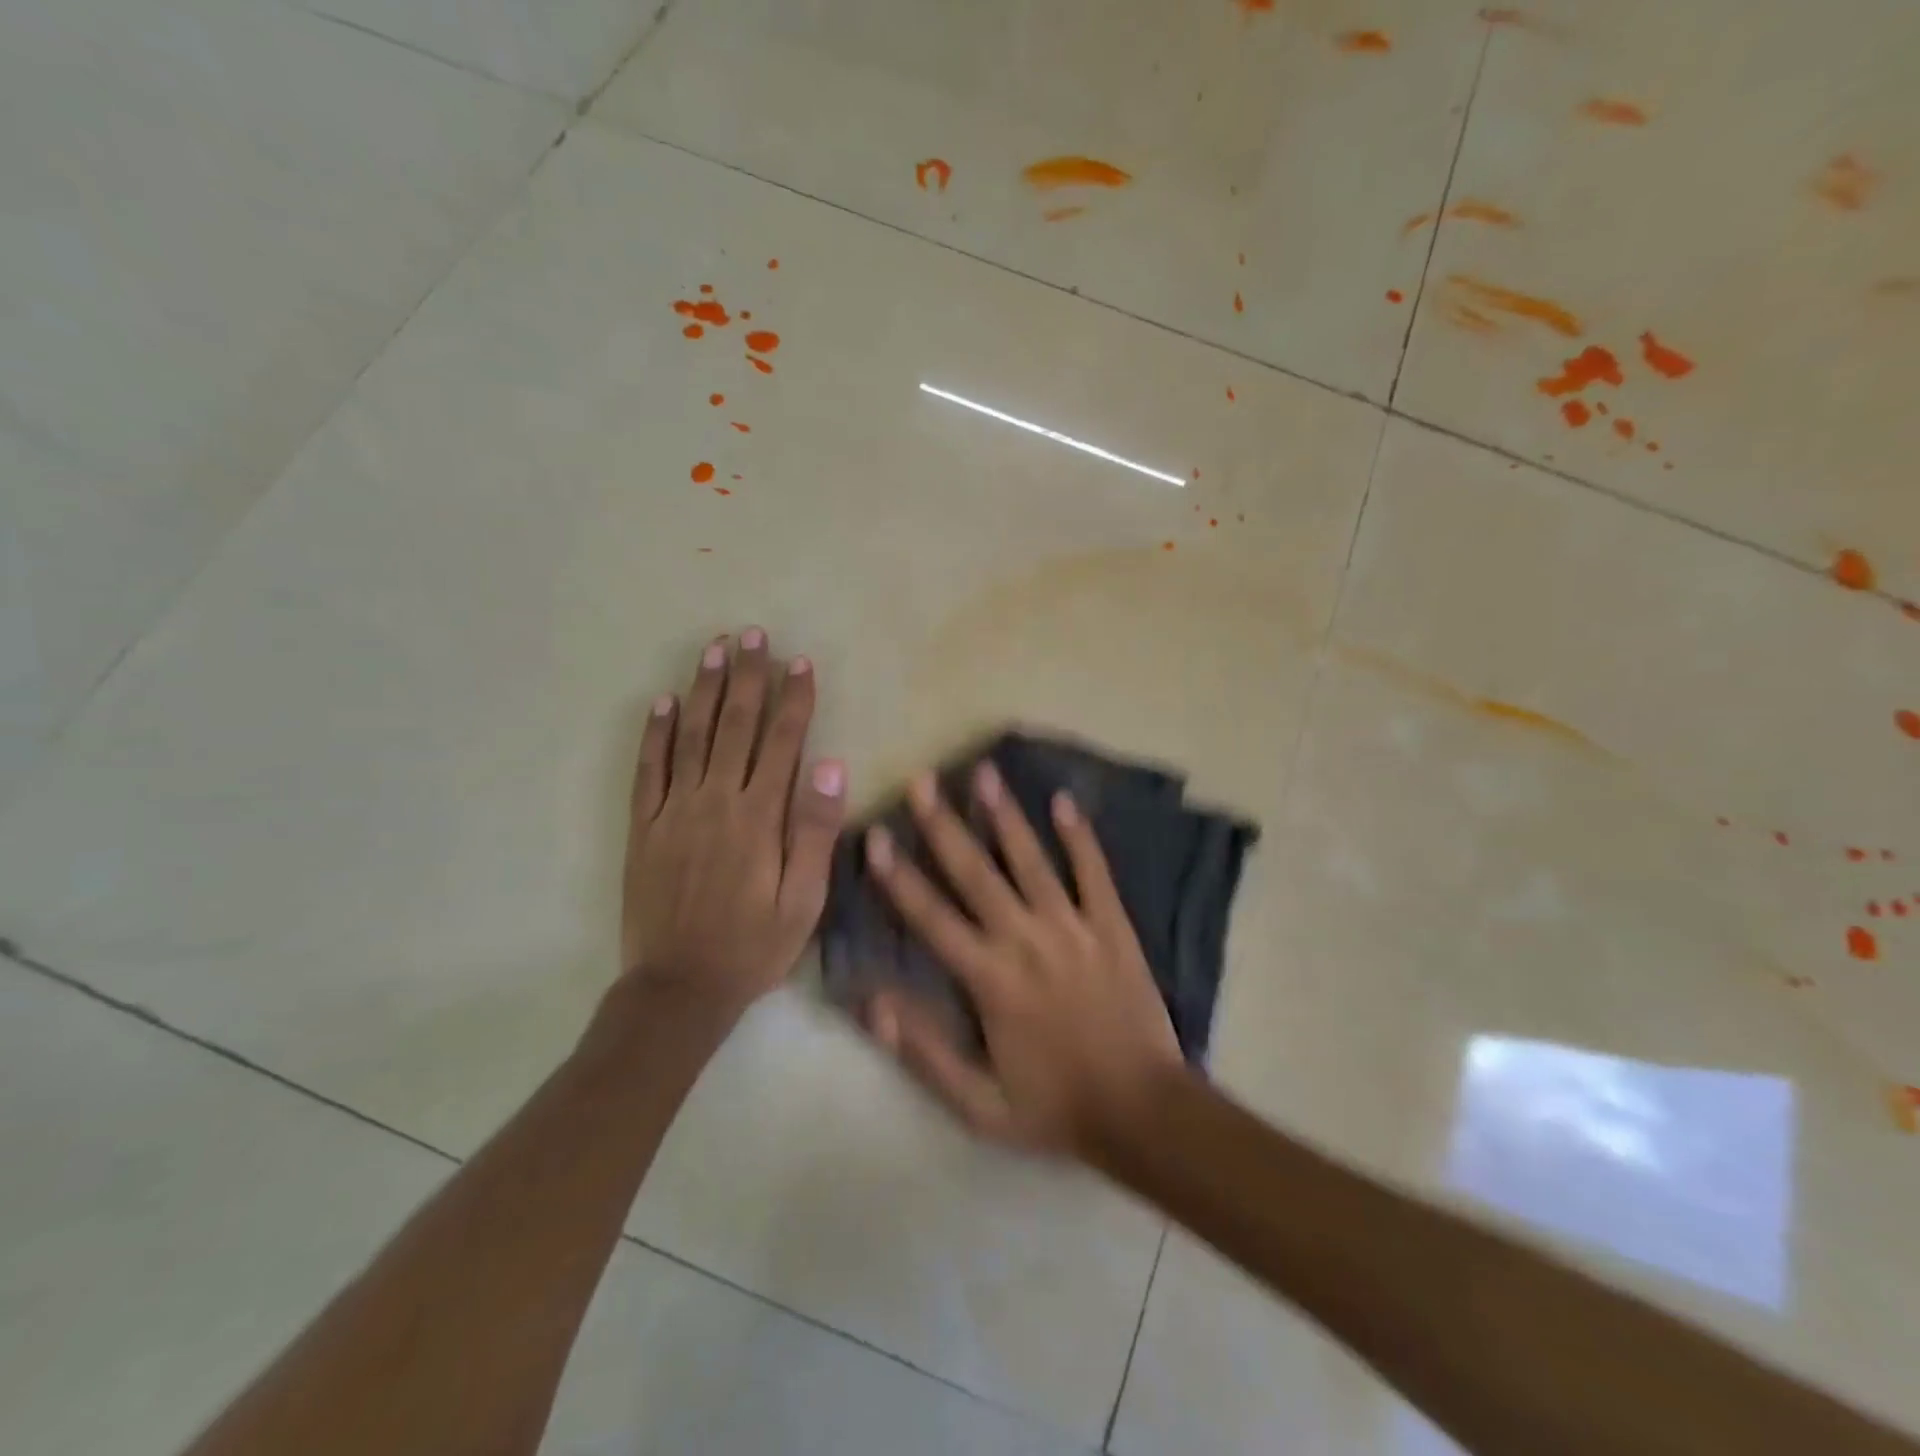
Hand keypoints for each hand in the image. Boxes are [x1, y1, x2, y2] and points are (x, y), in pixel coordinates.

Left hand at [620, 628, 845, 1018]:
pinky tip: (661, 703)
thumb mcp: (804, 899)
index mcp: (760, 817)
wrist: (679, 987)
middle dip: (747, 677)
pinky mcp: (644, 827)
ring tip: (713, 649)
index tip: (800, 662)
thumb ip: (816, 831)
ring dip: (703, 689)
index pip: (782, 742)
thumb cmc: (754, 945)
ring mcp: (674, 811)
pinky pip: (648, 770)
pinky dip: (654, 734)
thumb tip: (830, 767)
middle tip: (751, 634)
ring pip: (690, 736)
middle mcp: (716, 801)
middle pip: (734, 725)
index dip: (793, 699)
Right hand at [862, 762, 1183, 1158]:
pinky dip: (1080, 836)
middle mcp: (1025, 940)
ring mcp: (1072, 927)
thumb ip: (922, 1051)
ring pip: (1031, 860)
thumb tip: (871, 1001)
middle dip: (944, 825)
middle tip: (922, 781)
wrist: (1142, 1112)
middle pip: (975, 873)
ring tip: (984, 772)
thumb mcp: (978, 1104)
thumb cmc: (1055, 1106)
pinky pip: (1093, 872)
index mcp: (989, 979)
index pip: (931, 917)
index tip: (876, 835)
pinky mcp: (1111, 926)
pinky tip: (1065, 800)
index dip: (899, 876)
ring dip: (1005, 815)